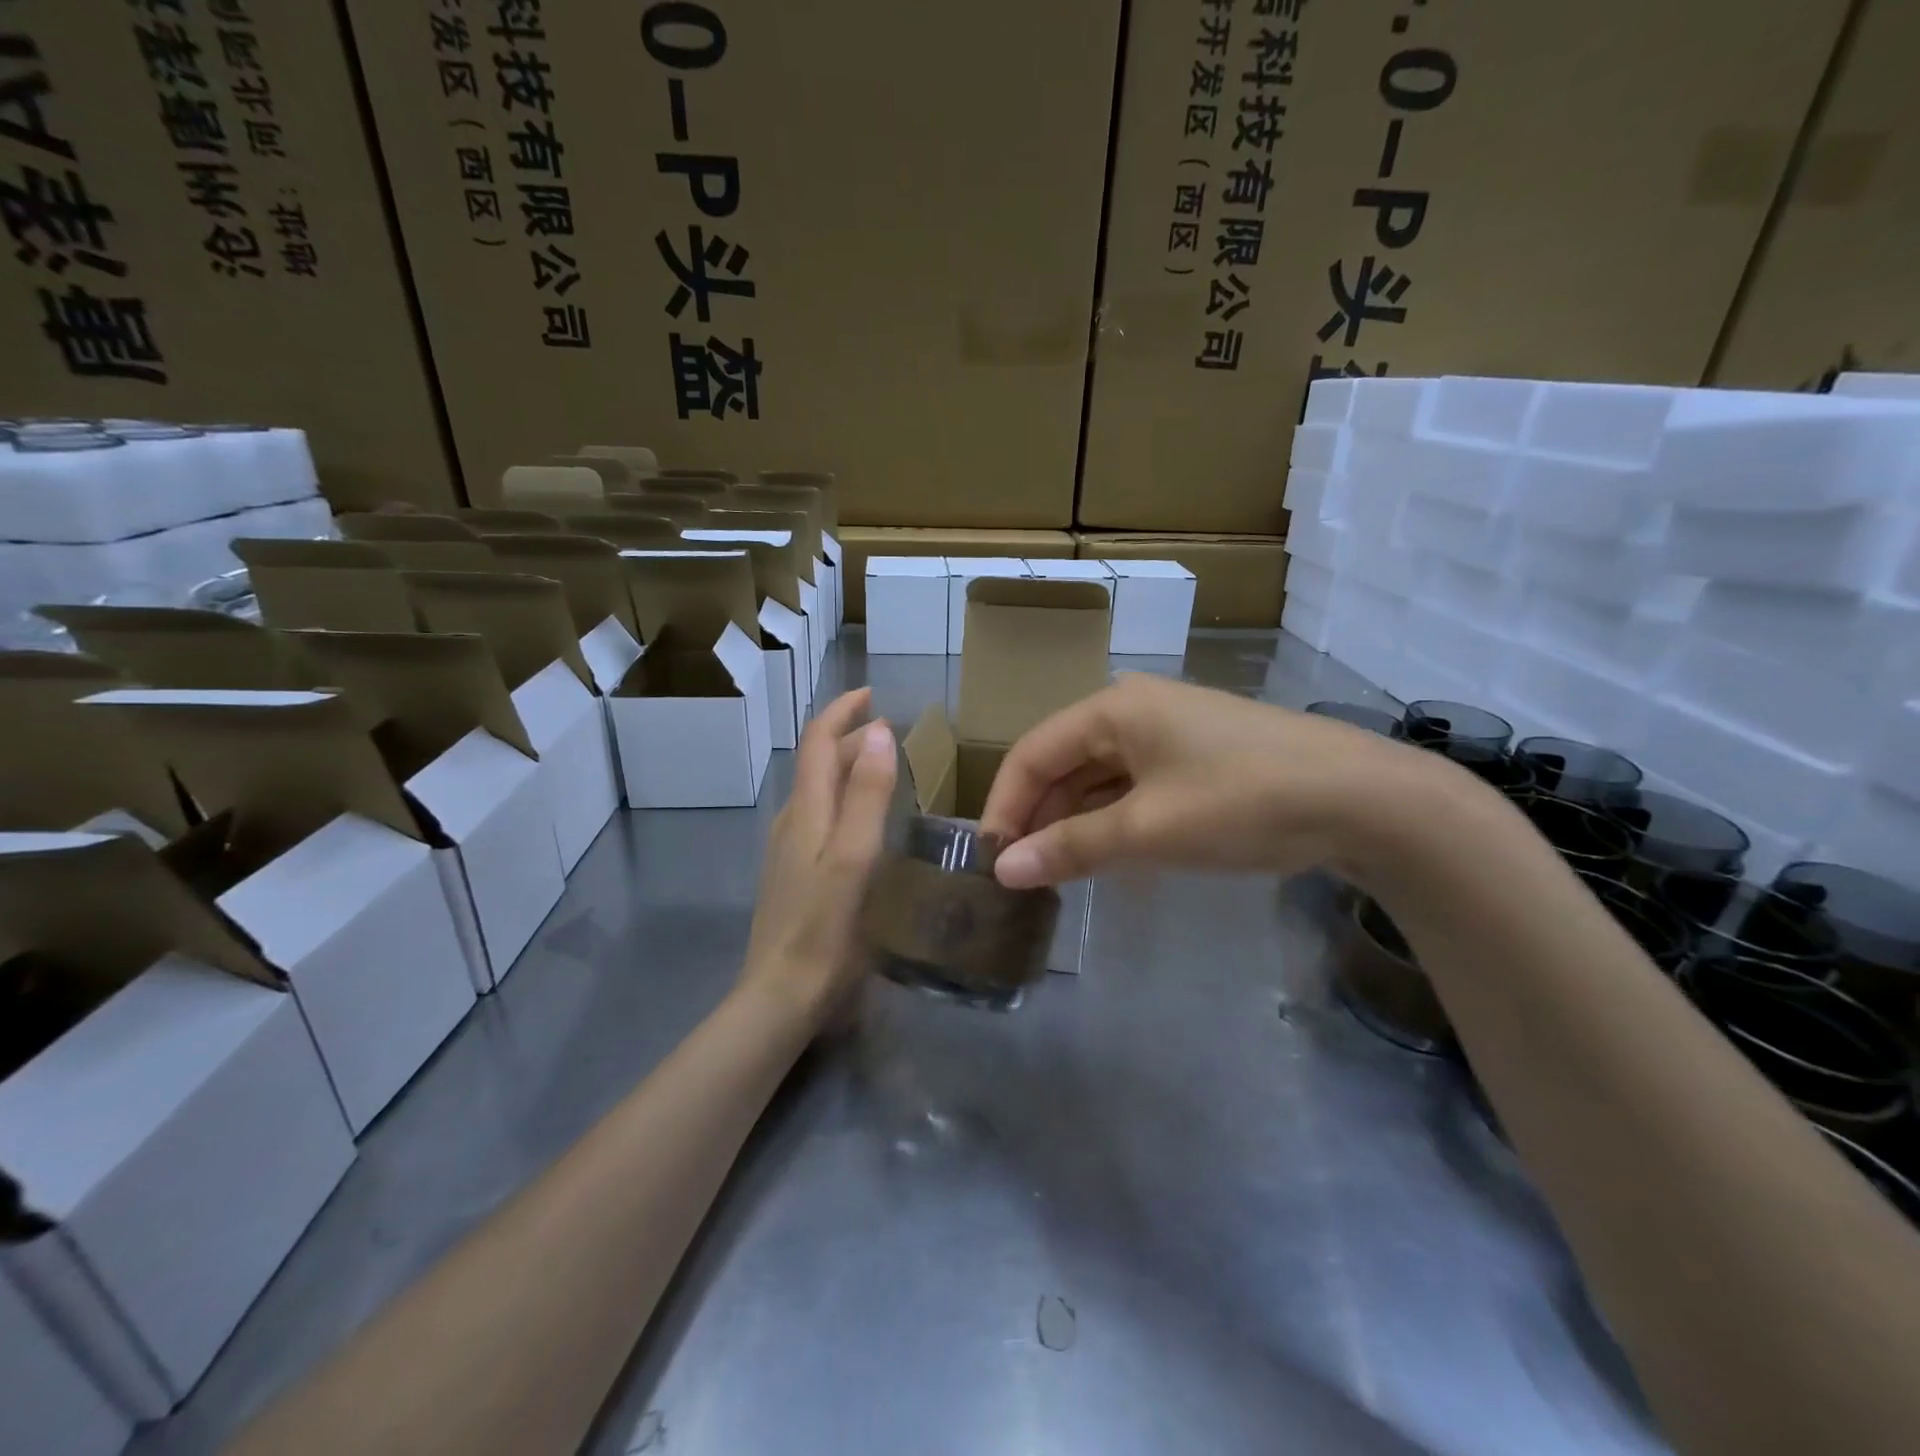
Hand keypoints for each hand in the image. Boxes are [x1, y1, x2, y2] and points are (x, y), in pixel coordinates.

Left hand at [740, 687, 897, 1027]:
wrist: (781, 994)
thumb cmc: (825, 926)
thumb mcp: (854, 856)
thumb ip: (867, 794)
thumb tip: (878, 731)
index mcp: (807, 810)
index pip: (818, 741)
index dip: (842, 712)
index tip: (871, 695)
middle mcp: (792, 821)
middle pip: (818, 763)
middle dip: (850, 737)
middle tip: (891, 733)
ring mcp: (789, 849)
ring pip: (818, 791)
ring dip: (846, 767)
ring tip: (884, 768)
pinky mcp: (794, 874)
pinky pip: (819, 817)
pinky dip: (844, 799)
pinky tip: (864, 821)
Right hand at [980, 674, 1431, 887]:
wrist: (1363, 799)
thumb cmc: (1242, 801)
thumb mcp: (1148, 830)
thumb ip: (1071, 848)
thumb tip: (1004, 870)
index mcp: (1113, 708)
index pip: (1032, 753)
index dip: (1004, 806)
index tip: (989, 861)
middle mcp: (1134, 709)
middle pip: (1063, 762)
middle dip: (1037, 816)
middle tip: (1018, 874)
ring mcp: (1169, 731)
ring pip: (1098, 777)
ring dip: (1072, 821)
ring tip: (1052, 873)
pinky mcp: (1197, 757)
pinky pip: (1133, 786)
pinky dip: (1111, 819)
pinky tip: (1102, 855)